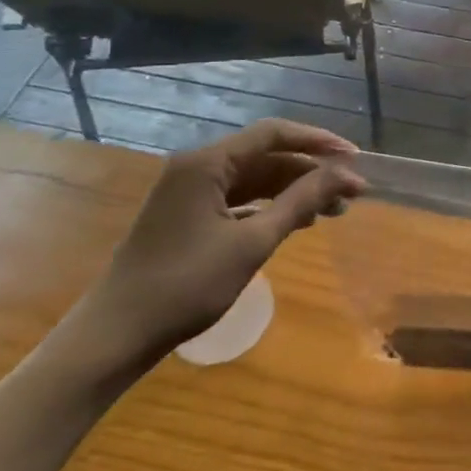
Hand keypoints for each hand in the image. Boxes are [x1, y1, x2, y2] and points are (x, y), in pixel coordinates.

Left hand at [78, 120, 365, 369]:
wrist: (115, 336)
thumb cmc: (186, 285)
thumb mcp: (252, 243)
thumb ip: (301, 202)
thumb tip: (346, 174)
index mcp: (206, 163)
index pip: (273, 134)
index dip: (318, 142)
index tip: (354, 159)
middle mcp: (197, 168)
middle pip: (266, 156)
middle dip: (311, 172)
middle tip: (351, 193)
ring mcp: (190, 192)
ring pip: (255, 179)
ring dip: (294, 191)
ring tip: (333, 211)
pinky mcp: (188, 216)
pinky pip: (239, 199)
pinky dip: (270, 207)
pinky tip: (298, 222)